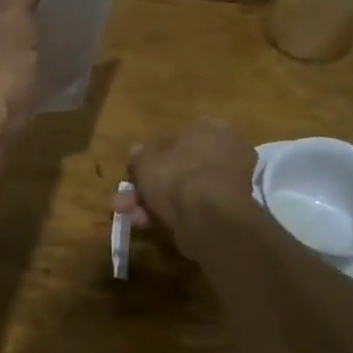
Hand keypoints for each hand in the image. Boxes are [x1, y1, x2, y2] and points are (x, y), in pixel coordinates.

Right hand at [114, 119, 258, 257]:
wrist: (208, 217)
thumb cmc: (176, 176)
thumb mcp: (145, 161)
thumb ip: (139, 156)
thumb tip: (138, 153)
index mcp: (209, 128)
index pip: (175, 139)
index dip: (150, 157)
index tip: (133, 172)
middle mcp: (225, 152)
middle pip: (178, 168)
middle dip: (148, 185)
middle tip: (125, 199)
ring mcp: (228, 183)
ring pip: (183, 190)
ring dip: (152, 202)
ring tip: (128, 215)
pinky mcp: (227, 211)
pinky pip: (193, 207)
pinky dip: (170, 214)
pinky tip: (144, 224)